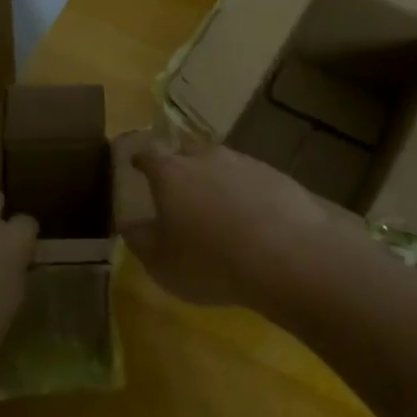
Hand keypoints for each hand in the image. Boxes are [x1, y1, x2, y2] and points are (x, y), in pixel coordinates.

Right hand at [120, 136, 339, 307]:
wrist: (286, 256)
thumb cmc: (209, 261)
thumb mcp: (161, 262)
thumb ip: (141, 240)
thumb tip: (130, 225)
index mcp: (171, 173)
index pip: (149, 155)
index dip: (141, 160)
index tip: (137, 164)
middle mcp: (206, 158)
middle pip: (187, 153)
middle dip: (180, 166)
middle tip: (179, 188)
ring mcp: (245, 164)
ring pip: (223, 165)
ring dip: (217, 180)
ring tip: (219, 207)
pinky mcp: (277, 177)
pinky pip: (253, 180)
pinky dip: (248, 193)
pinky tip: (254, 217)